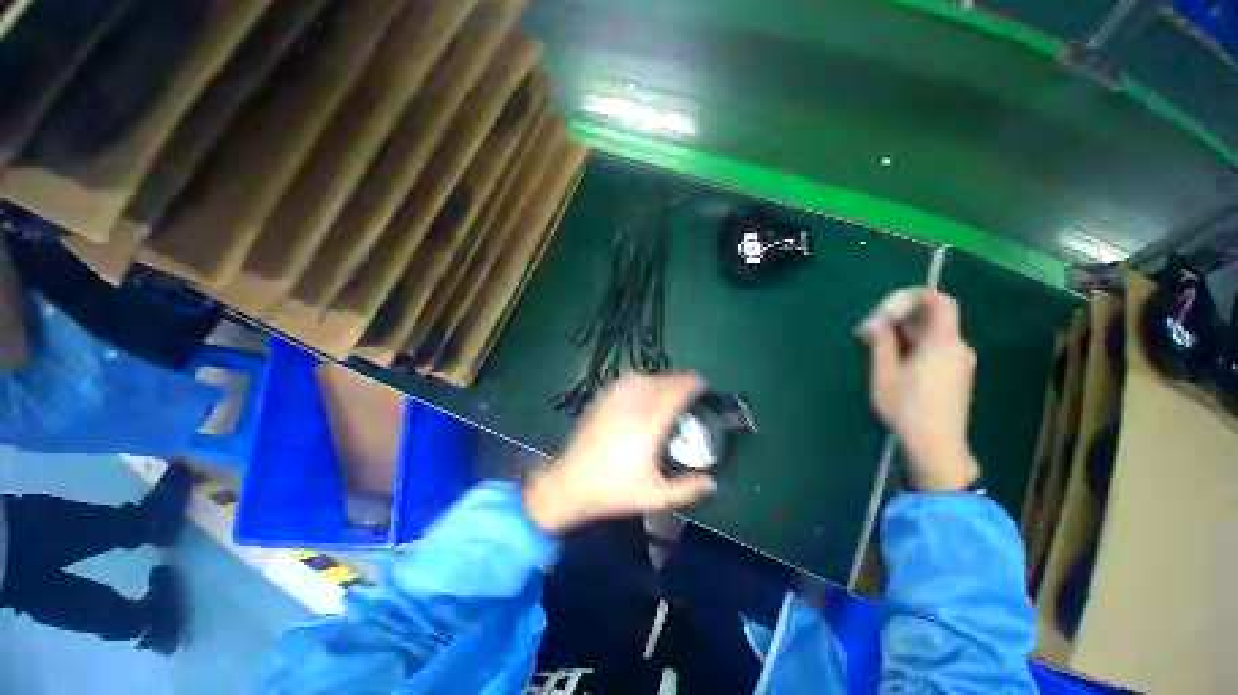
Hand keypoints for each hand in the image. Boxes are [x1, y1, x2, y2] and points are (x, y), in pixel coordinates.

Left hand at [524, 372, 717, 533]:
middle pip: (660, 382)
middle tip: (691, 386)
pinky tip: (643, 387)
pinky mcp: (601, 400)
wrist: (571, 483)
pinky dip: (641, 379)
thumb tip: (712, 482)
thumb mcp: (654, 497)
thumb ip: (686, 490)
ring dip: (661, 378)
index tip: (703, 384)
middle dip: (679, 379)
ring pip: (643, 377)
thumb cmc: (613, 491)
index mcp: (647, 427)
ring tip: (670, 386)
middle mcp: (632, 407)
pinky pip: (626, 381)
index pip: (673, 394)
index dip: (690, 384)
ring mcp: (614, 401)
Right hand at [860, 290, 980, 491]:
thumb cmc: (907, 407)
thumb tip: (877, 322)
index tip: (887, 309)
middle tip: (872, 331)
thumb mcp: (885, 373)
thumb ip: (882, 342)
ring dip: (905, 333)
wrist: (936, 445)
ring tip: (878, 347)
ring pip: (933, 334)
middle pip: (934, 317)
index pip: (940, 302)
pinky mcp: (956, 375)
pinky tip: (895, 362)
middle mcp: (957, 347)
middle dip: (902, 317)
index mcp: (942, 343)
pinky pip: (936, 348)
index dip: (915, 296)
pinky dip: (915, 346)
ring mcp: (959, 363)